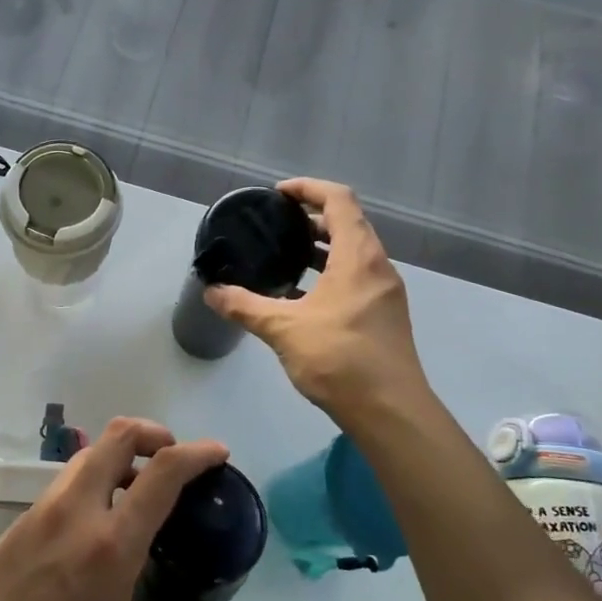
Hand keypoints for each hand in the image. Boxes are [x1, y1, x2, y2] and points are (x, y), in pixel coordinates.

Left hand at [0, 418, 227, 600]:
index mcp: (111, 540)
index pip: (163, 471)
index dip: (197, 452)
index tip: (218, 453)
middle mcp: (78, 508)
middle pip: (119, 435)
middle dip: (154, 434)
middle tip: (173, 462)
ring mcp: (45, 508)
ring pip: (90, 454)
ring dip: (122, 456)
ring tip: (140, 494)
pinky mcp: (23, 518)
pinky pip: (68, 481)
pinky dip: (96, 480)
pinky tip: (101, 523)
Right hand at [206, 178, 426, 419]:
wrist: (390, 412)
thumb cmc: (339, 359)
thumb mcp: (283, 329)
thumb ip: (245, 306)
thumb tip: (211, 291)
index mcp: (358, 257)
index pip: (339, 200)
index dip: (308, 188)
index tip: (278, 194)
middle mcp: (378, 266)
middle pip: (348, 223)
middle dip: (312, 217)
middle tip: (276, 225)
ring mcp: (385, 292)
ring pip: (354, 252)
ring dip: (322, 246)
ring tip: (285, 256)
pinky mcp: (384, 315)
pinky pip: (357, 276)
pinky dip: (331, 272)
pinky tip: (302, 295)